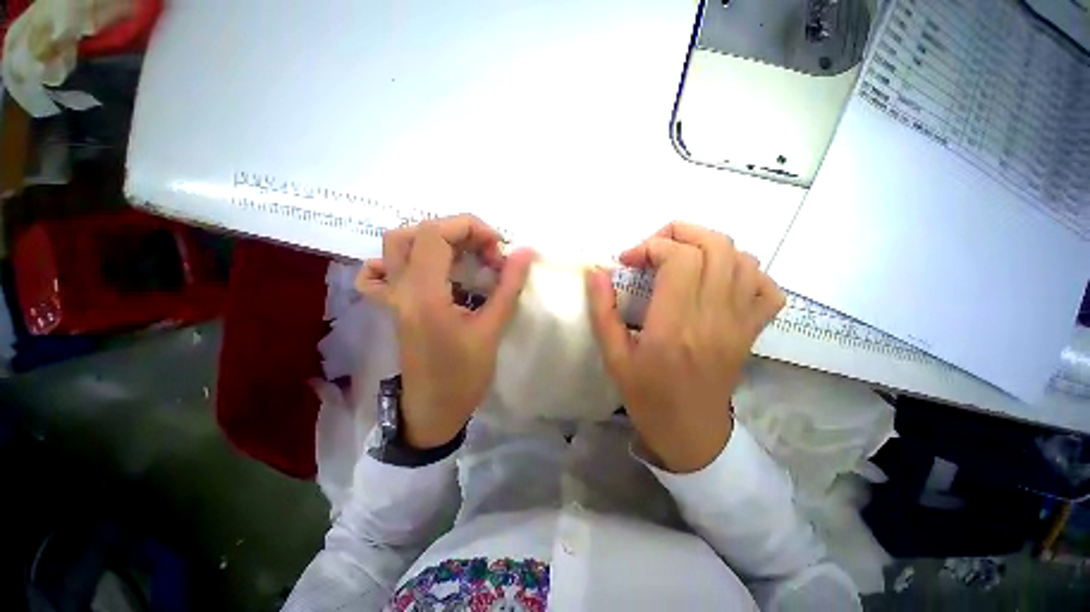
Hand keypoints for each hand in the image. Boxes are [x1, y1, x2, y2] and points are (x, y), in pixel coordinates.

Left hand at [357, 215, 533, 448]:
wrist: (432, 410)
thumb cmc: (464, 376)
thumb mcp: (491, 330)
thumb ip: (508, 287)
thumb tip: (525, 252)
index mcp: (424, 294)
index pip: (435, 233)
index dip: (470, 228)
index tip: (498, 248)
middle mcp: (400, 289)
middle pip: (417, 232)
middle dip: (458, 232)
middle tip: (486, 253)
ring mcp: (392, 297)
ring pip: (398, 245)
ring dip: (435, 240)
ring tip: (464, 256)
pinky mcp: (393, 306)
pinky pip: (379, 272)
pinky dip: (400, 260)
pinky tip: (424, 269)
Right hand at [586, 222, 785, 472]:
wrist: (690, 433)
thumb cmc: (647, 396)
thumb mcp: (613, 356)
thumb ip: (602, 311)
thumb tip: (595, 272)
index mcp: (675, 326)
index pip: (679, 259)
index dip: (650, 247)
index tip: (627, 260)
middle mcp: (713, 318)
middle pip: (715, 246)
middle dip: (680, 233)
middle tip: (653, 248)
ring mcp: (739, 324)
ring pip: (742, 259)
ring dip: (707, 247)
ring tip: (680, 260)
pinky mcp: (751, 332)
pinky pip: (766, 288)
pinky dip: (745, 272)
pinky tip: (718, 280)